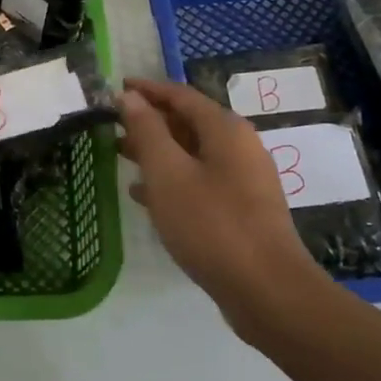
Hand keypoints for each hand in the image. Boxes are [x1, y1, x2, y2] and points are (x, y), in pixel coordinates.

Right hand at [118, 77, 325, 331]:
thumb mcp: (168, 173)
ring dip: (157, 152)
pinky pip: (200, 181)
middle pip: (188, 122)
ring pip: (192, 154)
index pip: (180, 95)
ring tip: (120, 156)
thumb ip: (147, 130)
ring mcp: (243, 180)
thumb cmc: (212, 224)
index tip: (116, 89)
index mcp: (225, 129)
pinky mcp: (242, 210)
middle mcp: (239, 147)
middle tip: (112, 125)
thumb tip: (130, 97)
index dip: (147, 90)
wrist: (268, 292)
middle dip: (149, 121)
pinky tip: (144, 196)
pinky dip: (172, 180)